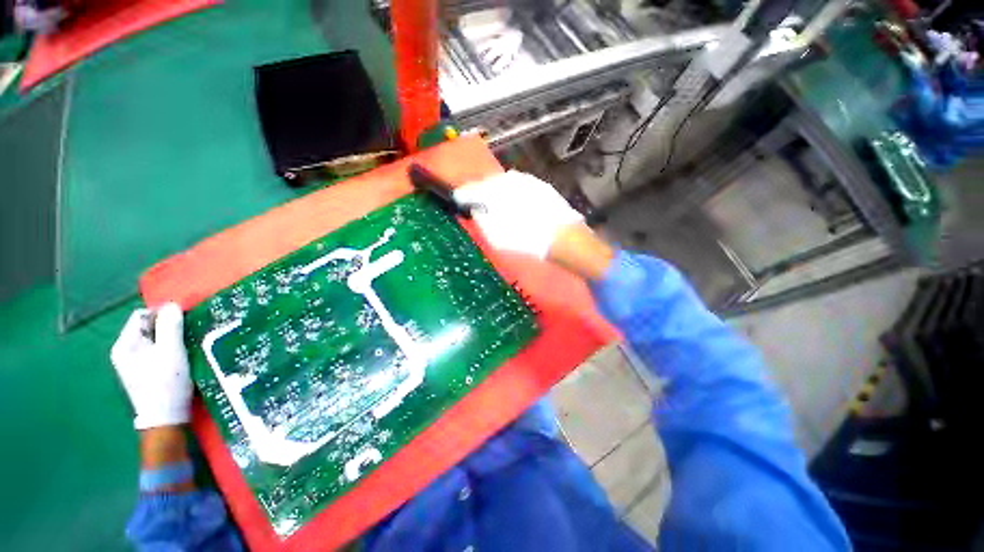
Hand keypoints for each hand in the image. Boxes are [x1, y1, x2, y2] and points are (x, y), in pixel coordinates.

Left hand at [111, 303, 192, 429]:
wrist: (167, 429)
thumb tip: (172, 306)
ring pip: (152, 347)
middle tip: (183, 343)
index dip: (162, 316)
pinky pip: (153, 361)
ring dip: (167, 348)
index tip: (180, 326)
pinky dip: (165, 361)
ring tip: (182, 357)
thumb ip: (170, 323)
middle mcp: (123, 354)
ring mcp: (131, 370)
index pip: (143, 315)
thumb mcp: (171, 352)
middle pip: (147, 331)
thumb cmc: (165, 388)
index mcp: (123, 344)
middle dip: (166, 334)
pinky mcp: (141, 382)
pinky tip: (176, 370)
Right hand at [453, 170, 584, 259]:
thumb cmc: (528, 240)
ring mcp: (528, 181)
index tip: (458, 198)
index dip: (463, 194)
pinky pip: (520, 184)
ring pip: (505, 181)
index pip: (473, 188)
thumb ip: (483, 220)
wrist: (565, 238)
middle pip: (489, 182)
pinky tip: (515, 202)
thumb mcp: (497, 237)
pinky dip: (513, 190)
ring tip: (494, 201)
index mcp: (496, 191)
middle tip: (474, 199)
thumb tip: (477, 211)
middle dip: (481, 189)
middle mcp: (511, 180)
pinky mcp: (542, 186)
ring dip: (497, 189)